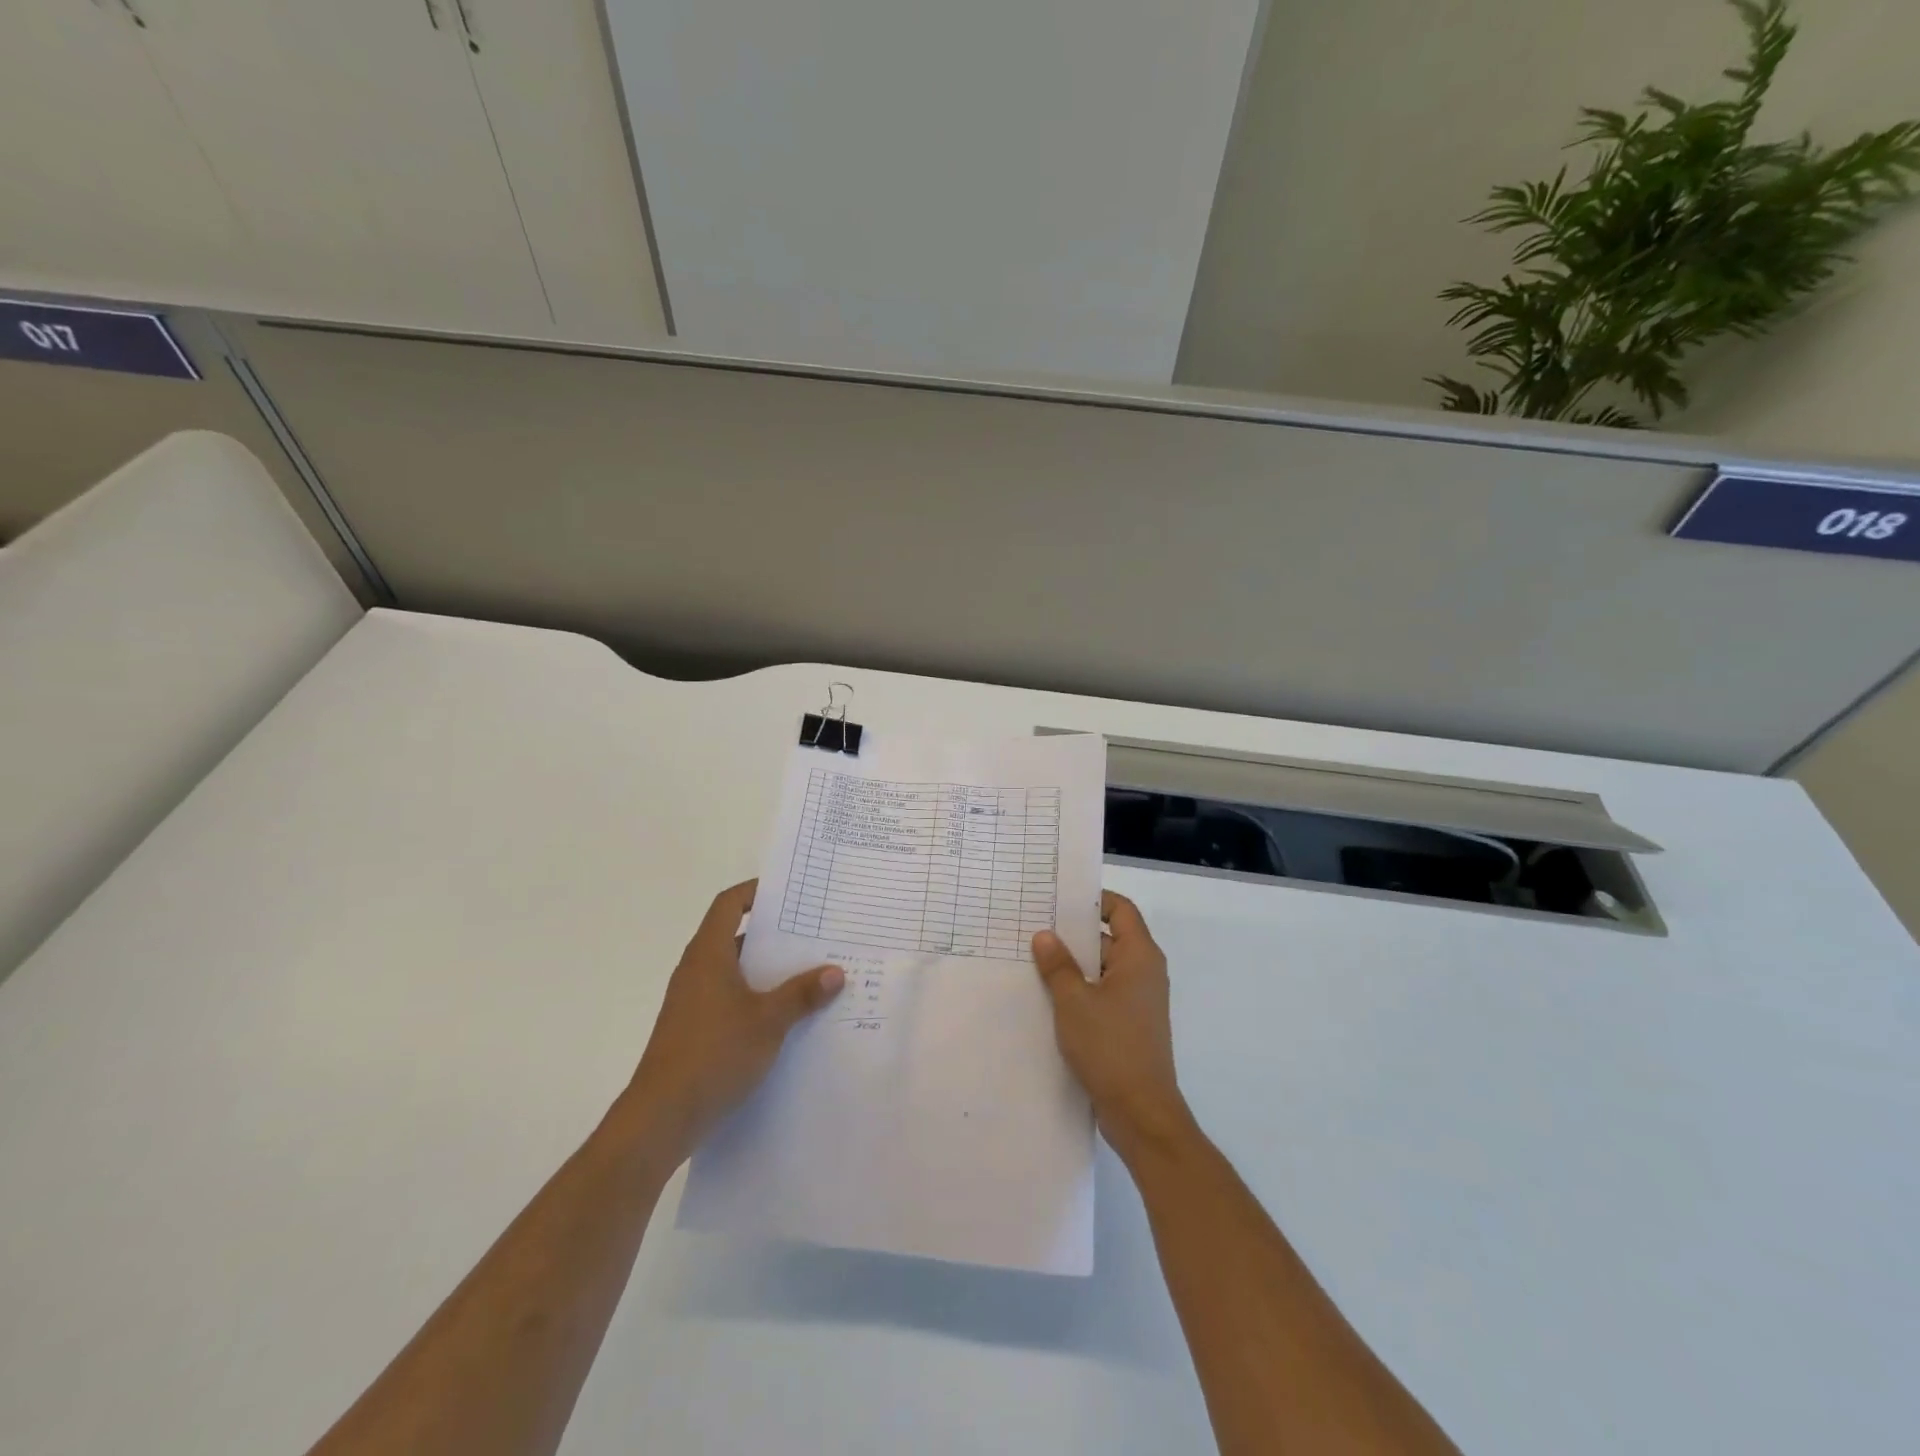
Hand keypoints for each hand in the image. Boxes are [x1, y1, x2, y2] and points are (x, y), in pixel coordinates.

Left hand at [627, 881, 843, 1165]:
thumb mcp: (768, 1021)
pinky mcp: (693, 1029)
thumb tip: (836, 972)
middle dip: (772, 933)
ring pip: (734, 970)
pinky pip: (730, 997)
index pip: (728, 904)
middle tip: (812, 931)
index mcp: (708, 954)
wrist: (661, 1117)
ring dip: (767, 969)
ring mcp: (692, 1001)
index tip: (788, 892)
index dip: (755, 891)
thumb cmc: (713, 1054)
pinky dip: (756, 996)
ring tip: (809, 972)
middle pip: (734, 935)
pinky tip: (786, 1015)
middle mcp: (696, 970)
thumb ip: (802, 994)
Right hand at [1032, 890, 1191, 1161]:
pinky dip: (1079, 990)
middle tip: (1033, 927)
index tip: (1059, 899)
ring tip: (1032, 960)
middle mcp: (1143, 973)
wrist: (1141, 1113)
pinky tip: (1046, 997)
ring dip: (1072, 965)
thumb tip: (1044, 935)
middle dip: (1073, 934)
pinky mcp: (1128, 1025)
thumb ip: (1058, 965)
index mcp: (1139, 957)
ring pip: (1102, 969)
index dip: (1093, 900)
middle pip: (1109, 938)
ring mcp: (1137, 1001)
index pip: (1121, 910)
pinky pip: (1102, 994)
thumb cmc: (1111, 1047)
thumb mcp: (1074, 1001)